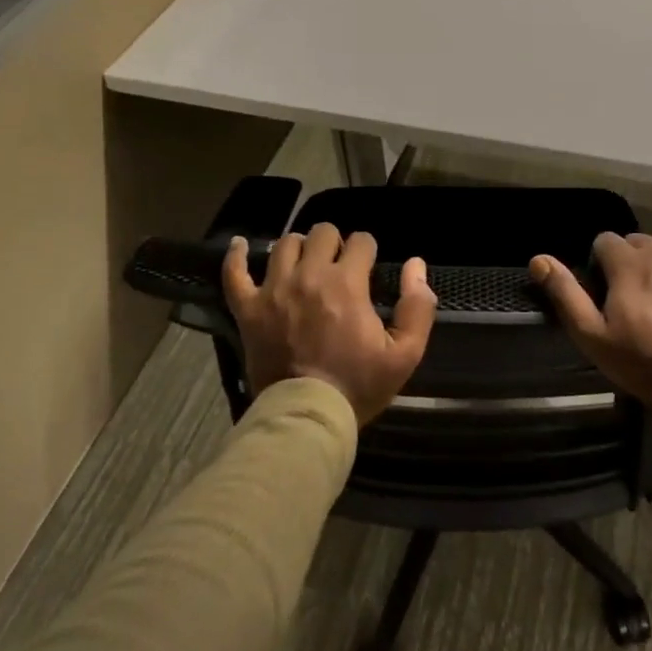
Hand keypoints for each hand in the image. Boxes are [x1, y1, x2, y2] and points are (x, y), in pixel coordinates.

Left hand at [224, 223, 435, 423]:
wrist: (307, 417)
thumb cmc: (358, 386)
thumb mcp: (405, 354)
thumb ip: (418, 306)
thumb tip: (416, 264)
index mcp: (347, 283)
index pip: (361, 241)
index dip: (368, 249)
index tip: (368, 266)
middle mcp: (309, 276)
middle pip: (322, 233)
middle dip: (335, 243)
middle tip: (339, 266)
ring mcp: (273, 290)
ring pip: (284, 244)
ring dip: (300, 247)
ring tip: (305, 263)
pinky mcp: (248, 310)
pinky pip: (234, 273)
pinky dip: (236, 256)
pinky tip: (240, 245)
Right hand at [531, 233, 651, 405]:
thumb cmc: (646, 362)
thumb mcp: (593, 336)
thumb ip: (565, 294)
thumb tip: (538, 259)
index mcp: (626, 263)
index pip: (604, 241)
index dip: (600, 263)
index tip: (606, 291)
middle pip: (636, 241)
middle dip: (630, 261)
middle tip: (634, 298)